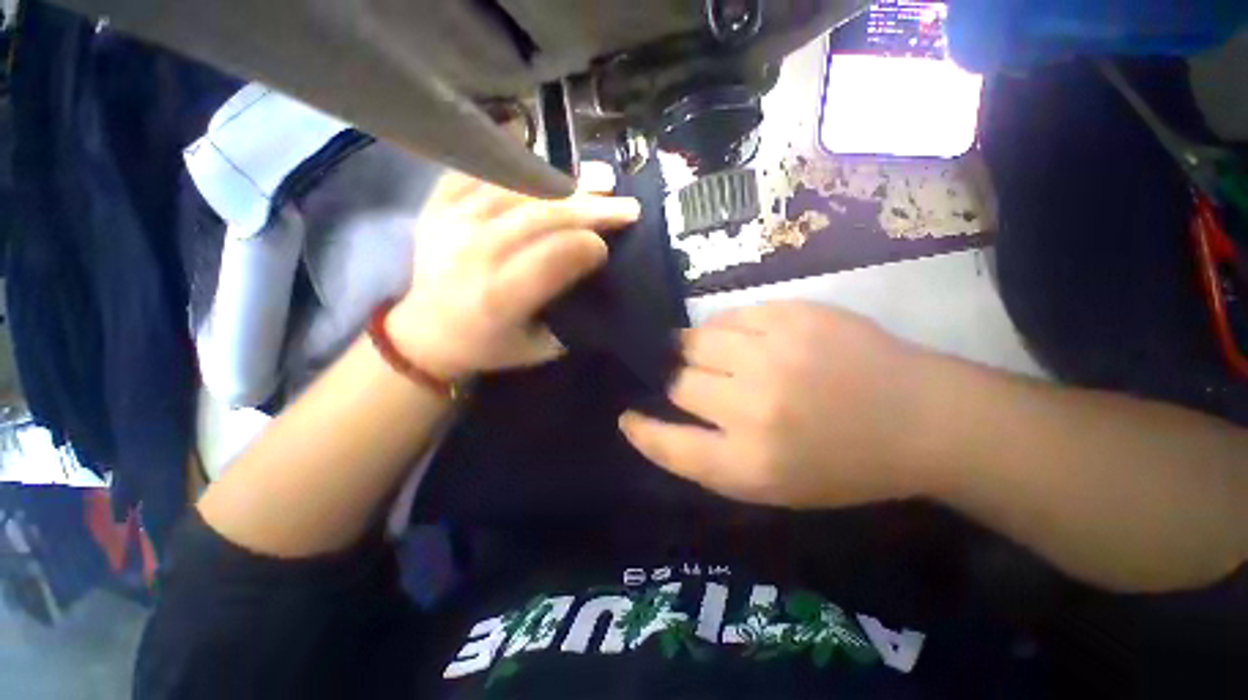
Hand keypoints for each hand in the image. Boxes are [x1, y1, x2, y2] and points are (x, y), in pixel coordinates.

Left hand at [386, 168, 639, 380]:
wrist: (427, 335)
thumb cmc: (490, 346)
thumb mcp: (539, 347)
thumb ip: (571, 316)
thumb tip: (598, 275)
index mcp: (500, 298)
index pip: (553, 258)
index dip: (587, 247)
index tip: (609, 246)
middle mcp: (474, 254)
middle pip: (541, 217)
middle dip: (590, 210)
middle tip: (625, 206)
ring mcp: (450, 223)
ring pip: (516, 188)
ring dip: (563, 182)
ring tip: (597, 180)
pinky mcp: (436, 207)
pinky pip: (477, 171)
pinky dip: (510, 159)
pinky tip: (538, 149)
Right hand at [619, 301, 932, 508]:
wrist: (921, 417)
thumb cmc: (843, 464)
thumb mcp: (773, 484)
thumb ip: (712, 454)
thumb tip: (664, 415)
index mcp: (751, 463)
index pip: (670, 445)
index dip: (643, 431)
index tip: (628, 418)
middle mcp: (754, 406)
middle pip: (678, 384)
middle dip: (682, 386)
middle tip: (706, 387)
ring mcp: (773, 353)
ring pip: (694, 343)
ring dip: (697, 353)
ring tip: (721, 358)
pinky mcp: (791, 315)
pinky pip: (727, 317)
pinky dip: (725, 330)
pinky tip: (747, 340)